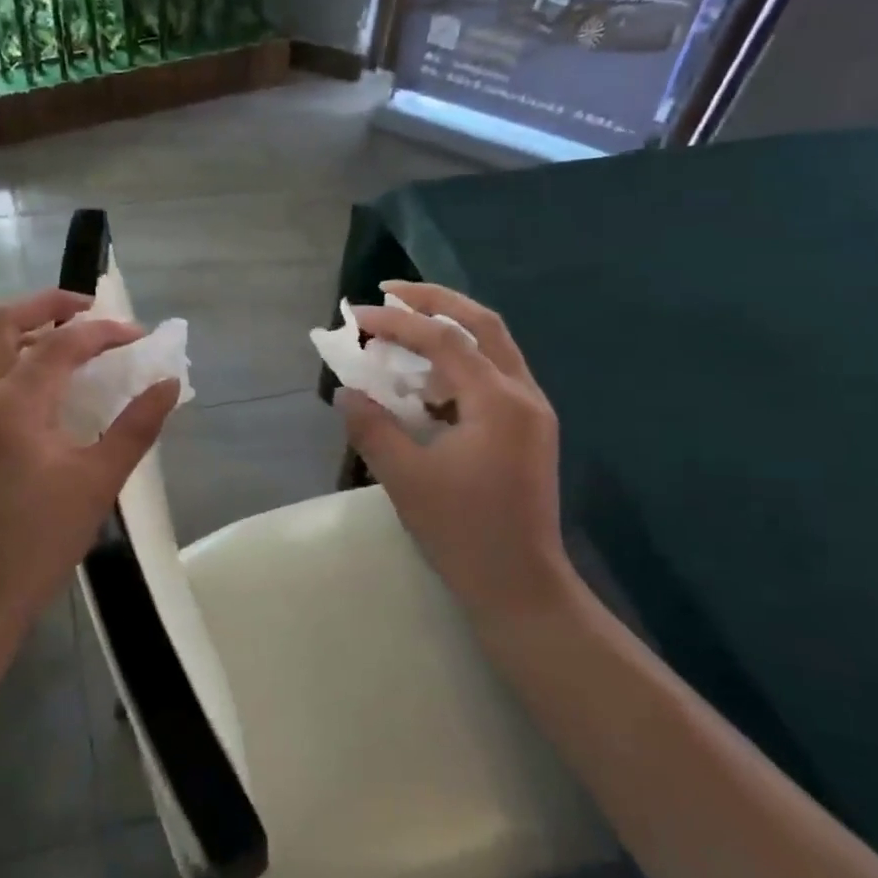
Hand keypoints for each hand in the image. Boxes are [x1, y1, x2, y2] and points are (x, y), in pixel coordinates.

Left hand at [0, 288, 179, 633]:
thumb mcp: (99, 481)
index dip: (104, 332)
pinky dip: (16, 355)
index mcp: (13, 406)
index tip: (140, 337)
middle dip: (48, 305)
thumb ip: (137, 426)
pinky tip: (49, 380)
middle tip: (91, 310)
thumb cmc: (43, 539)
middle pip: (1, 321)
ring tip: (73, 339)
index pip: (61, 345)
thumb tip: (169, 384)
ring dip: (28, 327)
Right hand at [336, 282, 572, 623]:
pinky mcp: (528, 431)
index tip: (356, 315)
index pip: (444, 340)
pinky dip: (459, 366)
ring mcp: (531, 413)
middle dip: (436, 301)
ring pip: (493, 348)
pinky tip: (427, 385)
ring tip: (404, 331)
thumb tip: (346, 392)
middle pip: (483, 324)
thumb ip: (372, 428)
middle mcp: (523, 394)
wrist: (520, 585)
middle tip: (391, 292)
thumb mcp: (406, 478)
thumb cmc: (463, 533)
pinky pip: (493, 378)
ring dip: (450, 331)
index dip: (397, 322)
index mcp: (498, 401)